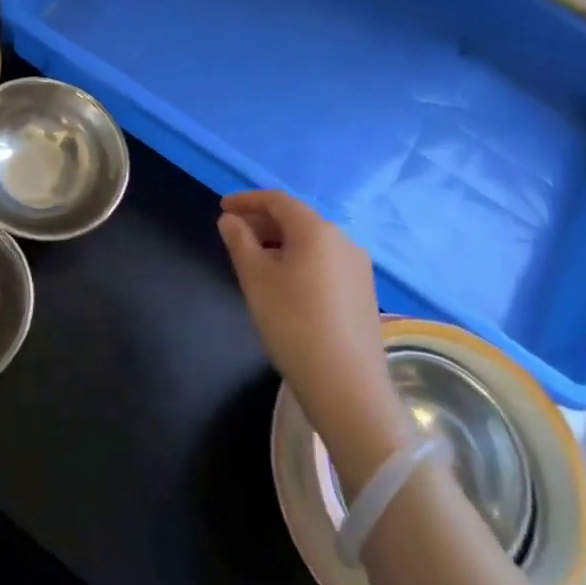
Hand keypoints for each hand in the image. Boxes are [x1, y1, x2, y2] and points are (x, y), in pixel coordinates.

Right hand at [218, 190, 410, 482]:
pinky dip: (298, 260)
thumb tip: (230, 220)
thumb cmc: (293, 323)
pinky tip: (283, 283)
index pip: (278, 200)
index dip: (247, 200)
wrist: (346, 384)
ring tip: (253, 259)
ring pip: (311, 242)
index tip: (222, 207)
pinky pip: (324, 262)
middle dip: (262, 222)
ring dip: (279, 242)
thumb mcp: (256, 279)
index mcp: (317, 230)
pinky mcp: (363, 292)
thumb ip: (239, 241)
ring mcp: (358, 267)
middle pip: (297, 219)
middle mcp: (343, 240)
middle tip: (232, 234)